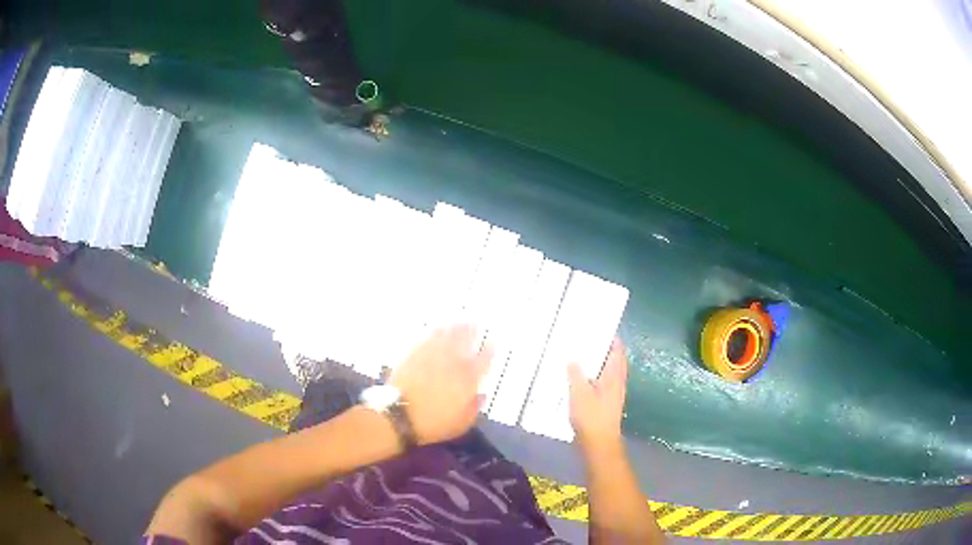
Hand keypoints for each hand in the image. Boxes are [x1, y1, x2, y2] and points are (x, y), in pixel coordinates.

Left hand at [389, 325, 492, 444]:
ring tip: (460, 321)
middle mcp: (452, 362)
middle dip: (473, 330)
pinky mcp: (414, 352)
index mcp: (468, 379)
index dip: (490, 350)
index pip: (484, 359)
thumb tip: (482, 394)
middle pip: (466, 340)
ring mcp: (432, 355)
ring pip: (448, 334)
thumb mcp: (461, 423)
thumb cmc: (433, 423)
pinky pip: (428, 336)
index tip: (493, 342)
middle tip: (477, 323)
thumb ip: (474, 407)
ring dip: (455, 326)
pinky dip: (435, 329)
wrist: (399, 414)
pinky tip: (437, 327)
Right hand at [567, 337, 627, 450]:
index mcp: (614, 376)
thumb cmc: (591, 417)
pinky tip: (579, 379)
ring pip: (607, 373)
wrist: (598, 444)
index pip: (617, 352)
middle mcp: (617, 383)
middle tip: (588, 340)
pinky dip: (593, 377)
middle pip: (614, 361)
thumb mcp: (579, 393)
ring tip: (581, 356)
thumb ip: (576, 374)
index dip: (612, 339)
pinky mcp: (605, 404)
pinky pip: (600, 384)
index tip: (600, 329)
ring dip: (598, 364)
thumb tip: (573, 358)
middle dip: (604, 351)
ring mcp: (613, 394)